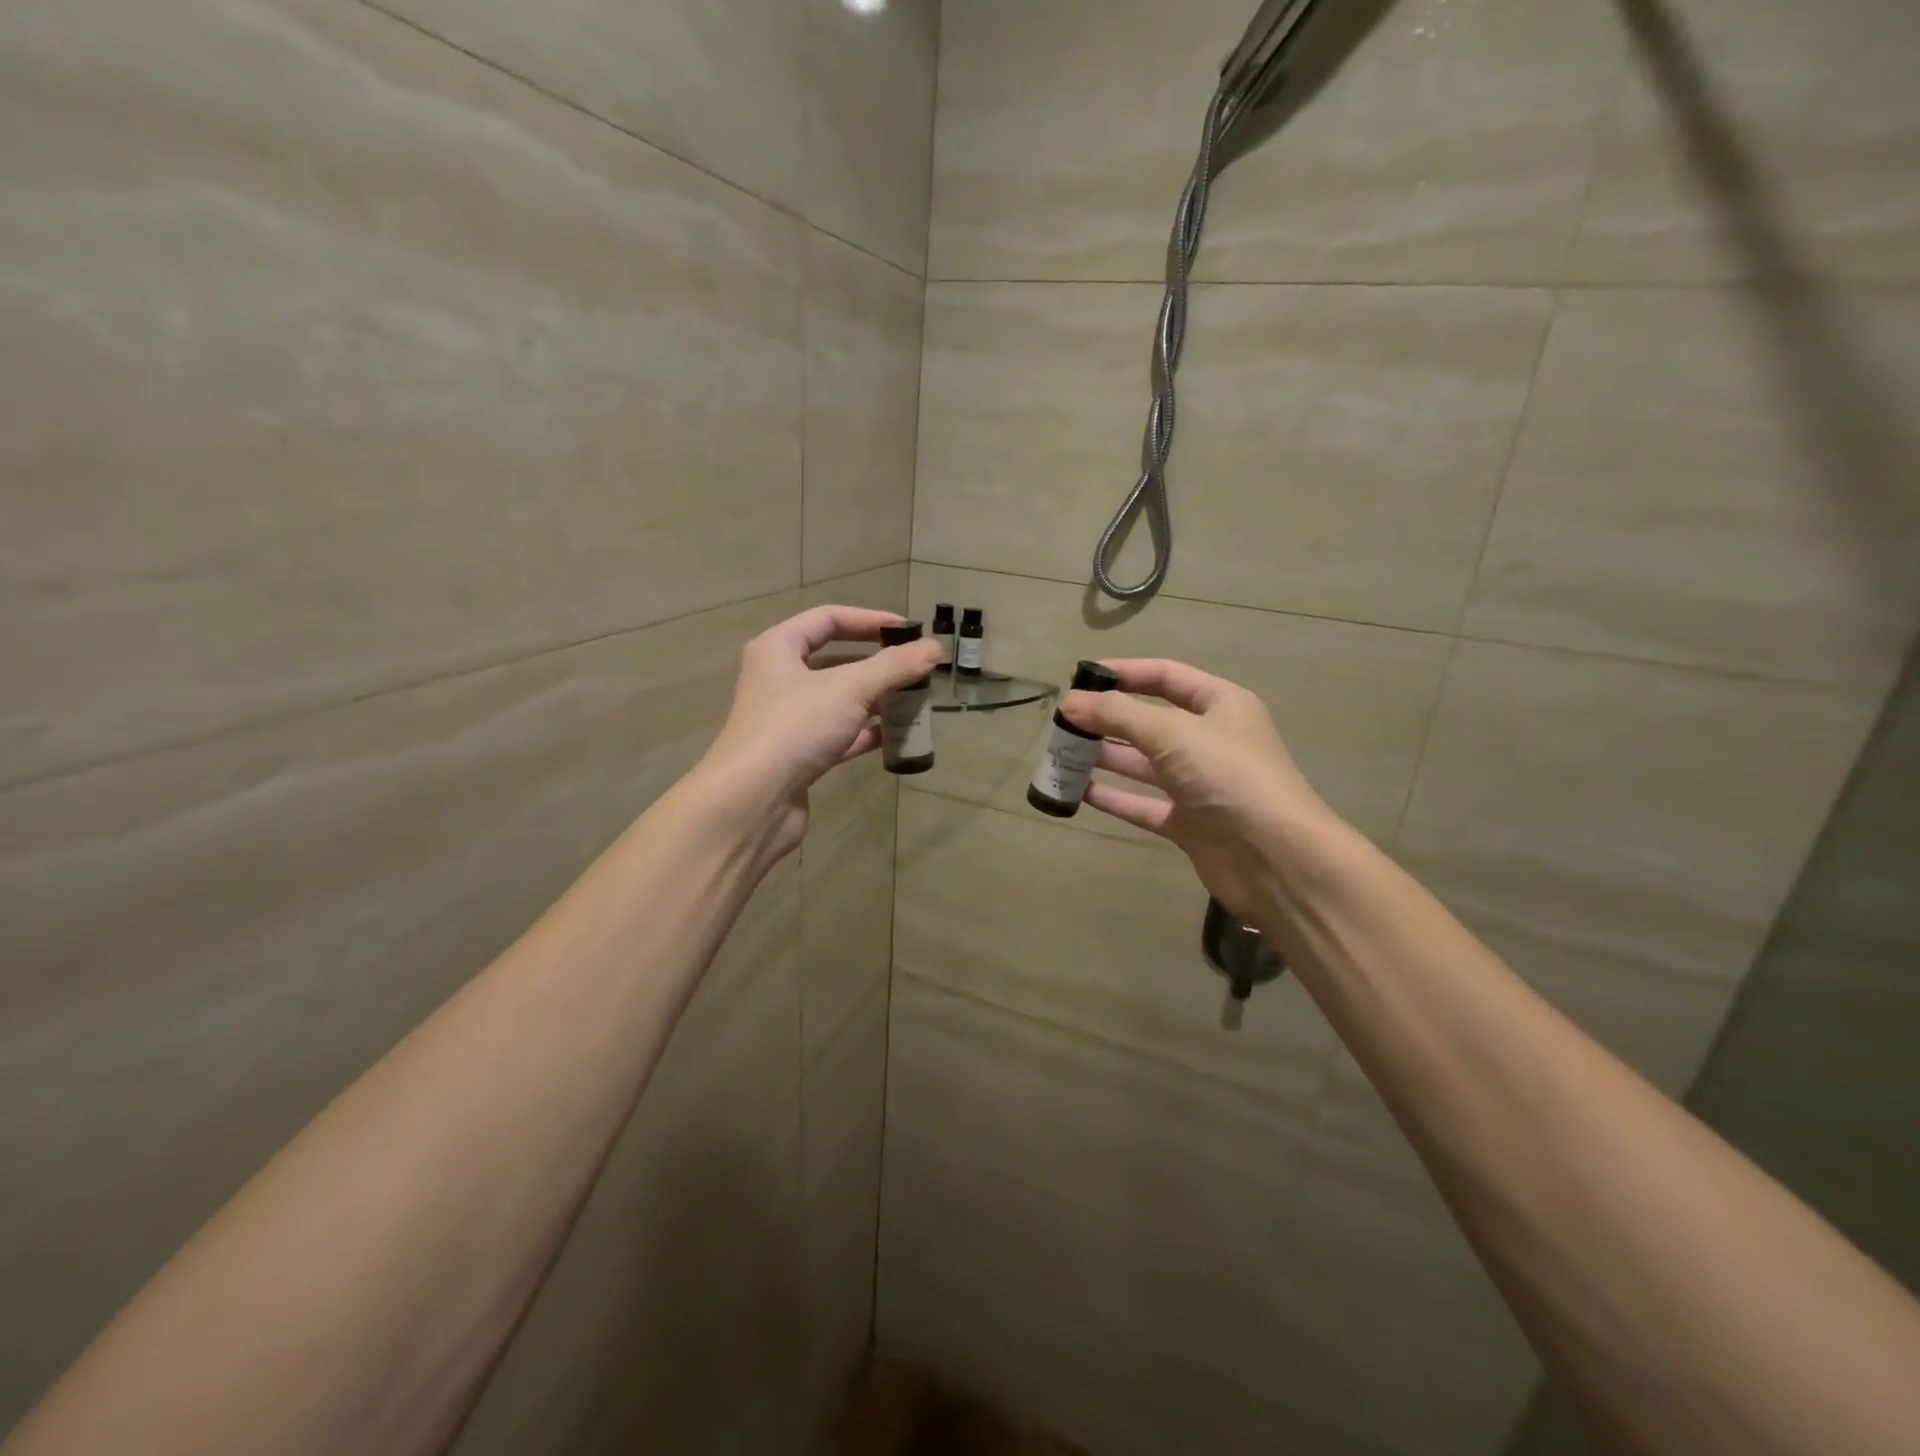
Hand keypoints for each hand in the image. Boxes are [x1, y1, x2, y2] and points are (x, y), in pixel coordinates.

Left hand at [697, 605, 941, 854]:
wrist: (753, 800)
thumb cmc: (796, 727)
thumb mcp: (850, 688)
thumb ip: (894, 667)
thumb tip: (934, 648)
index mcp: (778, 648)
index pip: (828, 619)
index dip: (870, 620)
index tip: (909, 632)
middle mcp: (779, 678)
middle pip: (836, 660)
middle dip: (878, 665)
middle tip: (916, 670)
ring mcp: (788, 719)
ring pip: (840, 700)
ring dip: (876, 700)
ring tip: (915, 703)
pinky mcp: (799, 754)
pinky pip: (840, 734)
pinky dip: (866, 733)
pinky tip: (897, 737)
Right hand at [1059, 659, 1345, 919]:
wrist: (1276, 859)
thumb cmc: (1228, 777)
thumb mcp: (1172, 734)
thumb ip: (1118, 715)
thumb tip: (1071, 702)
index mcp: (1220, 705)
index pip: (1166, 676)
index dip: (1124, 673)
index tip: (1080, 678)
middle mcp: (1210, 740)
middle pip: (1150, 721)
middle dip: (1108, 719)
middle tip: (1063, 723)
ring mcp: (1199, 784)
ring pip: (1143, 764)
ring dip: (1105, 758)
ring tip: (1061, 754)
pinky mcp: (1189, 823)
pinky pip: (1144, 804)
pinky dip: (1115, 798)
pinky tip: (1079, 792)